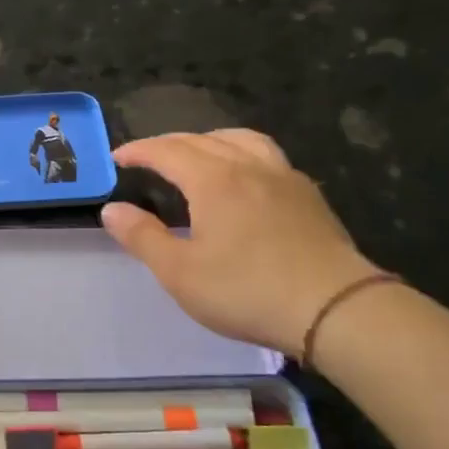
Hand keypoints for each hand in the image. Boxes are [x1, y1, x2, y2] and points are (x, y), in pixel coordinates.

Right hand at [99, 130, 377, 358]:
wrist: (335, 309)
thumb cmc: (247, 291)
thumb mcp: (180, 272)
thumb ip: (142, 237)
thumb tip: (112, 209)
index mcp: (213, 179)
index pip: (167, 150)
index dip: (138, 150)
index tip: (117, 158)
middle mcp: (248, 166)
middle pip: (202, 139)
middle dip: (168, 143)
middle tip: (147, 157)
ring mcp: (284, 177)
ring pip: (241, 139)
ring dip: (209, 139)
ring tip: (197, 153)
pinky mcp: (308, 196)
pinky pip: (267, 156)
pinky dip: (242, 153)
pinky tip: (244, 178)